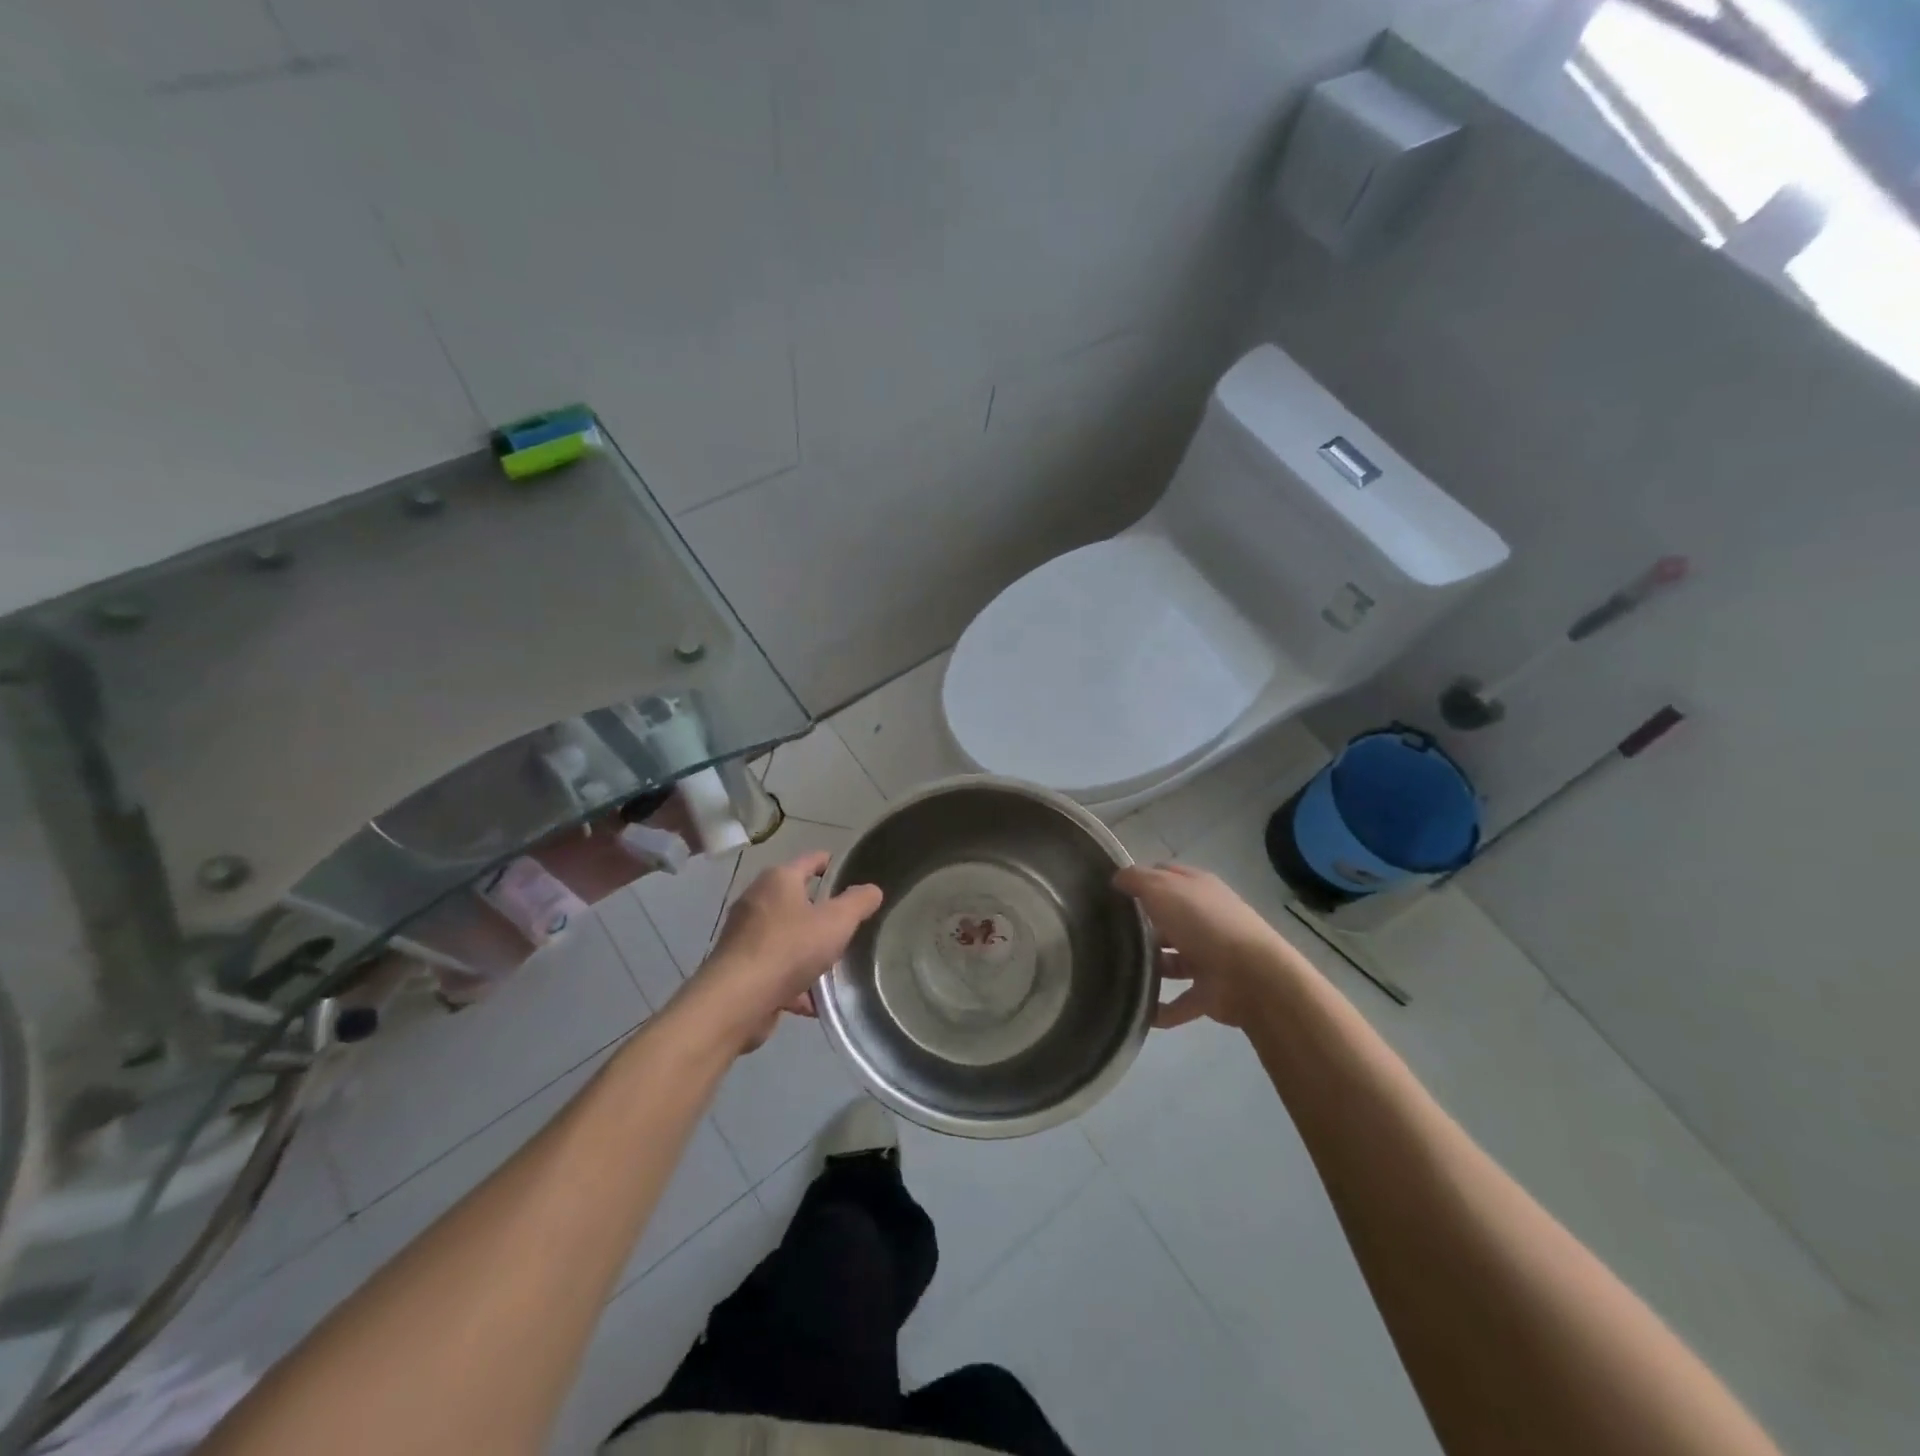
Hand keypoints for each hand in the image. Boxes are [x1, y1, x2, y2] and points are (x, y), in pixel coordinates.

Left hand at [676, 851, 882, 1054]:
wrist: (738, 1000)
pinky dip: (794, 981)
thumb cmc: (790, 948)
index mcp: (778, 880)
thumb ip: (858, 903)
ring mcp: (745, 936)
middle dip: (820, 912)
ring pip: (786, 937)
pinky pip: (775, 969)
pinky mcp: (740, 969)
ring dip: (807, 951)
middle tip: (847, 924)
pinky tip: (814, 1001)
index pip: (809, 861)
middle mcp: (757, 901)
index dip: (829, 863)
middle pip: (796, 900)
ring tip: (834, 965)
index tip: (847, 871)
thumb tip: (872, 889)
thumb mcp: (837, 921)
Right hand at [1113, 862, 1298, 1028]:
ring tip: (1116, 973)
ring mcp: (1209, 957)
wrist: (1252, 977)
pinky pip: (1180, 1001)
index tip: (1111, 891)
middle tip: (1105, 934)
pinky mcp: (1210, 992)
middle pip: (1167, 919)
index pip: (1166, 876)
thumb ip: (1137, 880)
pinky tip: (1139, 1013)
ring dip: (1150, 967)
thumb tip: (1117, 878)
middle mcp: (1204, 919)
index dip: (1141, 880)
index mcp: (1197, 889)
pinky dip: (1162, 1009)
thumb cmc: (1203, 923)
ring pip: (1173, 960)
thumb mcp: (1162, 888)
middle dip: (1142, 926)